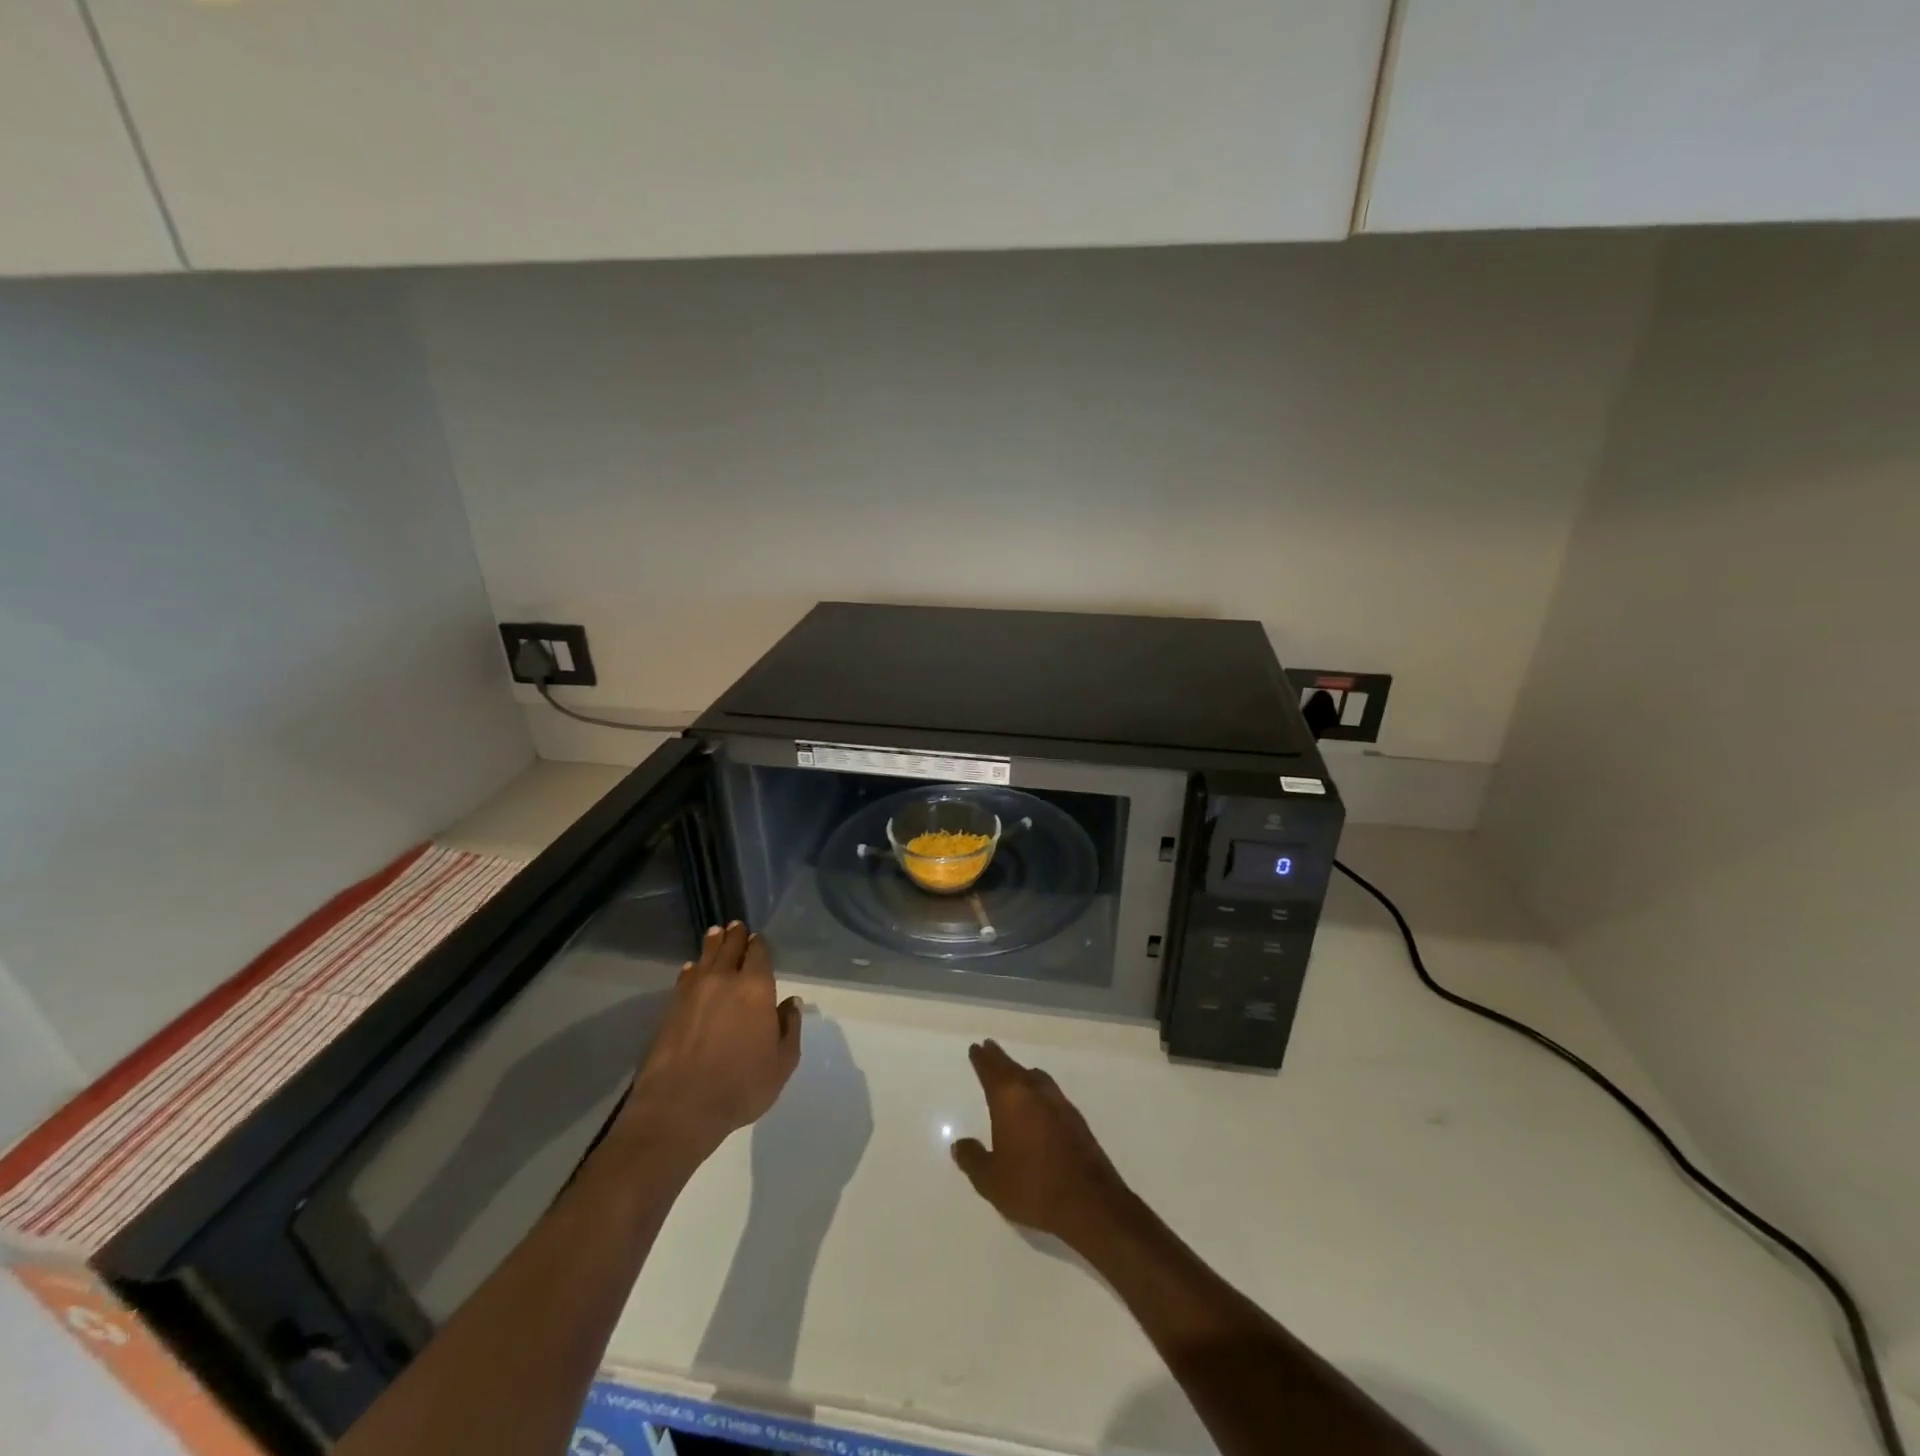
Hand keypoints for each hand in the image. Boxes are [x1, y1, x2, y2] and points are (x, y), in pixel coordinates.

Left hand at [618, 923, 801, 1162]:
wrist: (678, 1108)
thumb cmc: (740, 1086)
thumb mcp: (782, 1063)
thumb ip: (789, 1028)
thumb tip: (790, 1002)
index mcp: (756, 989)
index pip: (759, 954)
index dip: (759, 944)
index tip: (758, 938)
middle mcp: (724, 980)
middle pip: (730, 948)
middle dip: (735, 936)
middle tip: (736, 926)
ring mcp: (693, 992)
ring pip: (706, 957)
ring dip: (713, 944)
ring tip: (715, 933)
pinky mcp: (670, 1008)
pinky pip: (686, 977)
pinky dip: (693, 969)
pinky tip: (692, 969)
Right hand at [951, 1040, 1131, 1248]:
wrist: (1089, 1202)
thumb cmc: (1032, 1187)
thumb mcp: (991, 1180)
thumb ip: (973, 1159)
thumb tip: (959, 1144)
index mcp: (1009, 1099)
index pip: (991, 1071)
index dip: (982, 1059)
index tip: (977, 1048)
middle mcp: (1034, 1092)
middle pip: (1013, 1068)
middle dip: (999, 1059)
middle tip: (990, 1048)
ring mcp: (1058, 1103)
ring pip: (1034, 1077)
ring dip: (1021, 1072)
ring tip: (1014, 1073)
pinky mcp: (1076, 1118)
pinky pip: (1050, 1093)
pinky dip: (1038, 1089)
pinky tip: (1038, 1102)